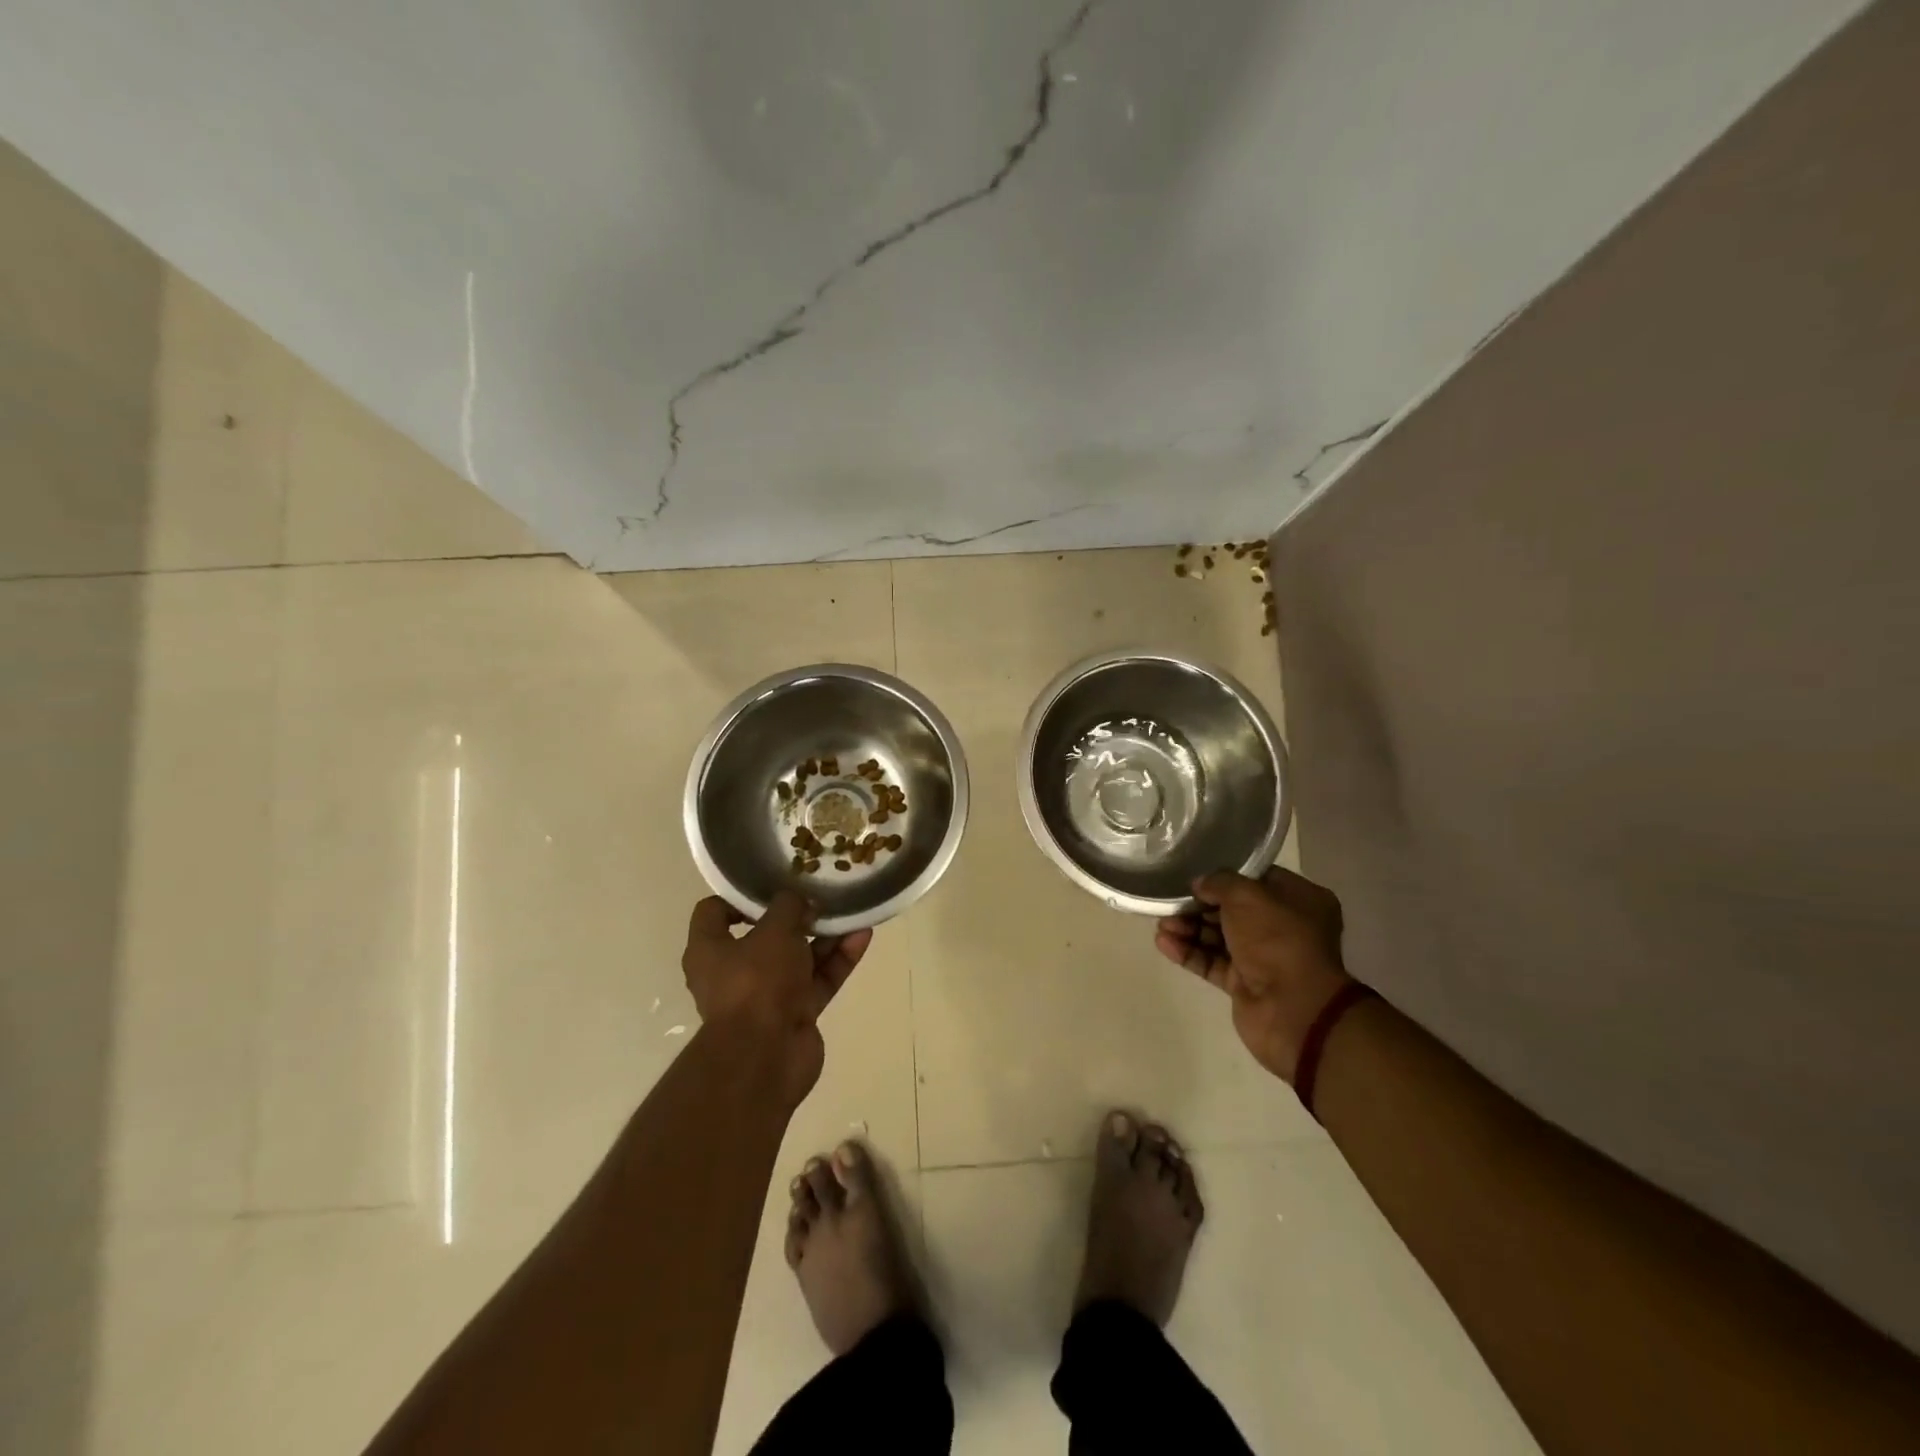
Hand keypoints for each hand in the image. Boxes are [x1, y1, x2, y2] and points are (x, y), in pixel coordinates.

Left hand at [681, 890, 872, 1105]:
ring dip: (825, 935)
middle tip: (821, 893)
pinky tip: (862, 935)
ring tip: (851, 910)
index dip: (740, 896)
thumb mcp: (774, 930)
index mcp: (709, 950)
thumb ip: (789, 906)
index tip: (773, 884)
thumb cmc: (756, 982)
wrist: (767, 1057)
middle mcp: (733, 972)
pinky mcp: (795, 1013)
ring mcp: (767, 995)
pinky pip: (818, 979)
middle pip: (765, 934)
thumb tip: (800, 900)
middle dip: (796, 915)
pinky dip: (838, 959)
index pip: (715, 912)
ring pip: (798, 956)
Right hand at [1155, 867, 1353, 1083]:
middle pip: (1233, 909)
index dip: (1225, 877)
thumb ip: (1219, 882)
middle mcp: (1284, 927)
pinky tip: (1164, 944)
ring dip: (1189, 929)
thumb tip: (1200, 884)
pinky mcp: (1244, 984)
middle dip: (1199, 906)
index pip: (1257, 880)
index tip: (1195, 875)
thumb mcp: (1246, 895)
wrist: (1293, 1010)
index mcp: (1300, 900)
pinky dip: (1189, 952)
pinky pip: (1212, 962)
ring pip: (1219, 936)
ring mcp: (1264, 957)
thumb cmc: (1278, 940)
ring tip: (1162, 925)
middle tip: (1170, 903)